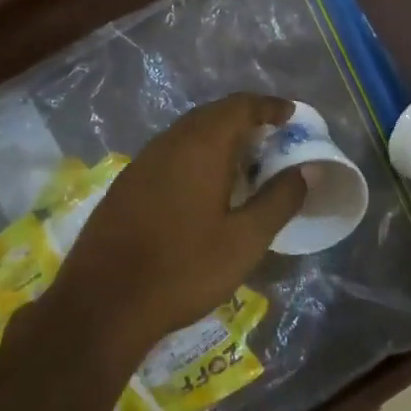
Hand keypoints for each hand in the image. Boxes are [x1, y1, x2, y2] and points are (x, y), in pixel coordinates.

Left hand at [47, 94, 306, 364]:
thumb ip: (279, 200)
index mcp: (200, 147)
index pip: (239, 106)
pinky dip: (194, 157)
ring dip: (217, 139)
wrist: (103, 303)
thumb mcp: (244, 240)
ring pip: (186, 135)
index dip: (268, 106)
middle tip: (270, 140)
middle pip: (210, 115)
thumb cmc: (184, 269)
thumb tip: (307, 170)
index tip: (290, 115)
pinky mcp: (125, 186)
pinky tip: (202, 189)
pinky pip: (168, 155)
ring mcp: (141, 164)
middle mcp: (168, 143)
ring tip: (241, 164)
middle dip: (243, 120)